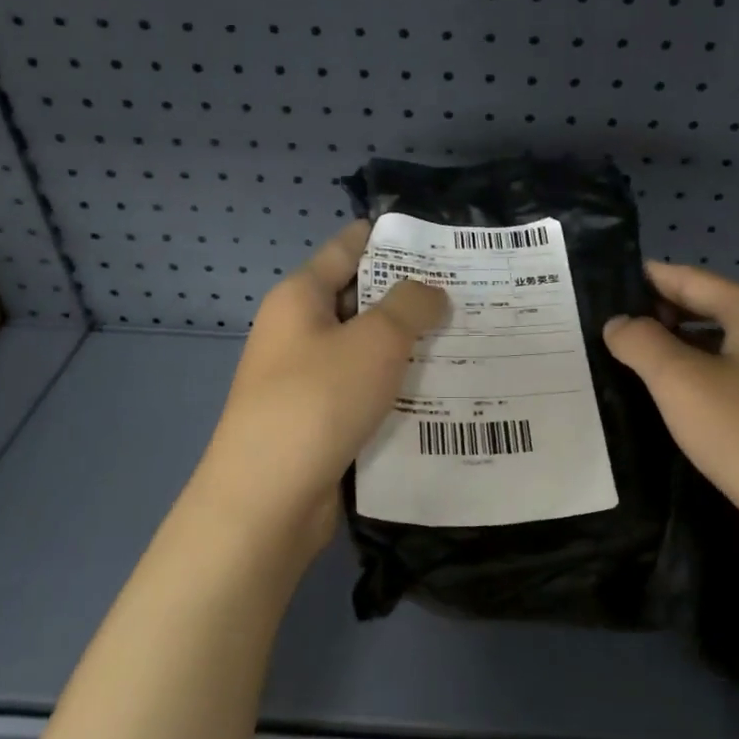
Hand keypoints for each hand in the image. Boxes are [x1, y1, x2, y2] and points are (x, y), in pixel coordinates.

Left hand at [189, 221, 447, 561]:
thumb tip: (432, 293)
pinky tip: (443, 392)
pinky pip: (366, 392)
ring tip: (469, 338)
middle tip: (471, 292)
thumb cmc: (318, 401)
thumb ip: (410, 305)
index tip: (439, 238)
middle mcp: (298, 333)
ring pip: (367, 351)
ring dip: (410, 347)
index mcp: (299, 298)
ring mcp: (306, 380)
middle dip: (411, 296)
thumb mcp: (375, 340)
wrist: (268, 500)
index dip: (389, 238)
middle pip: (360, 300)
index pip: (347, 248)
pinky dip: (398, 388)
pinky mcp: (320, 421)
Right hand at [603, 262, 738, 552]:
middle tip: (608, 331)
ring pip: (723, 351)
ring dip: (679, 354)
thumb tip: (619, 323)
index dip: (647, 279)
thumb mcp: (681, 383)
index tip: (605, 284)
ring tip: (630, 365)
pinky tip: (673, 403)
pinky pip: (737, 383)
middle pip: (710, 311)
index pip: (691, 279)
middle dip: (660, 319)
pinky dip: (703, 384)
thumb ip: (642, 343)